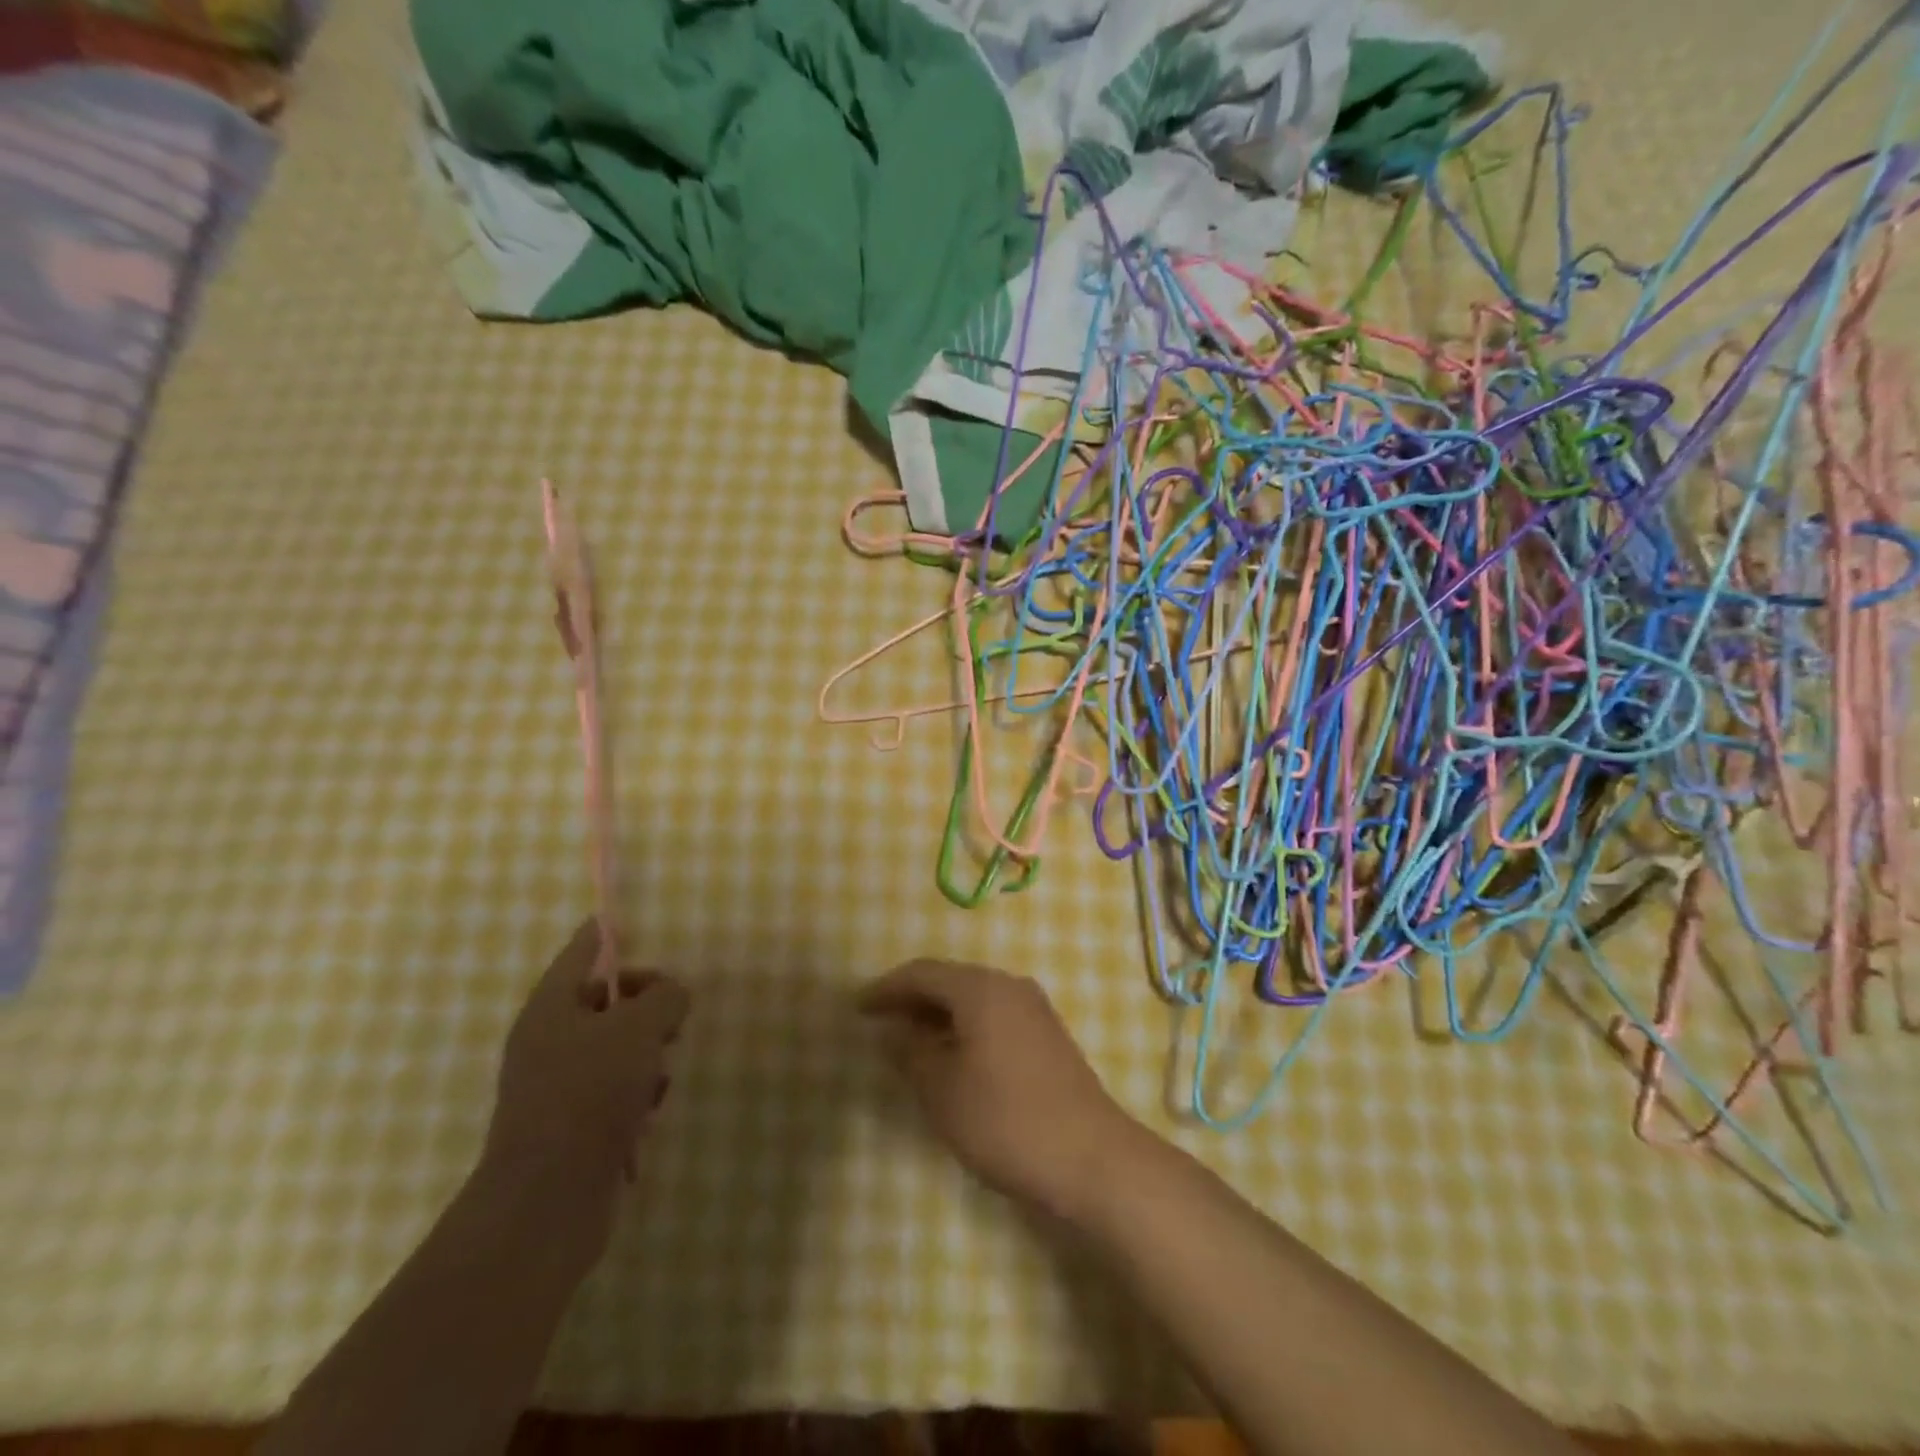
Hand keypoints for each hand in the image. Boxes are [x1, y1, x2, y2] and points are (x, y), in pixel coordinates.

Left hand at [484, 920, 690, 1198]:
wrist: (548, 1201)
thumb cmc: (590, 1094)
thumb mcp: (639, 1028)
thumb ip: (664, 997)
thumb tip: (671, 994)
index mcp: (550, 1009)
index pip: (579, 954)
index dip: (600, 935)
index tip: (613, 920)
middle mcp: (547, 1043)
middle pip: (604, 1003)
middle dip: (643, 1007)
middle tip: (671, 1021)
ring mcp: (556, 1089)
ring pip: (615, 1050)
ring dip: (645, 1057)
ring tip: (657, 1079)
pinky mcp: (571, 1128)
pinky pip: (613, 1092)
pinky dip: (635, 1095)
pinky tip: (646, 1115)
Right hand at [858, 959, 1137, 1221]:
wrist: (1092, 1158)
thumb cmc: (1006, 1120)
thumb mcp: (943, 1091)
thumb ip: (911, 1053)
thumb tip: (893, 1031)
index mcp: (981, 989)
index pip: (922, 973)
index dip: (886, 988)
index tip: (858, 1007)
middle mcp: (1009, 986)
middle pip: (950, 981)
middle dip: (912, 1000)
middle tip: (880, 1023)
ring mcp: (1034, 1009)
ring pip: (974, 1000)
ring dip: (939, 1016)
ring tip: (910, 1043)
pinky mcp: (1048, 1036)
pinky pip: (994, 1017)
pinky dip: (965, 1029)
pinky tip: (953, 1058)